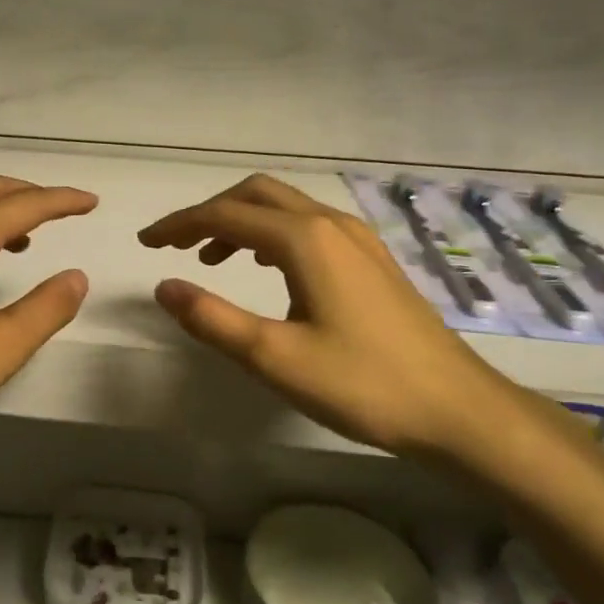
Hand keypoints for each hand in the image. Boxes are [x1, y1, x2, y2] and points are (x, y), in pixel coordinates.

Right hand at [139, 174, 531, 461]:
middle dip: (209, 212)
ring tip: (211, 258)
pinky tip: (267, 268)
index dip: (179, 225)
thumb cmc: (363, 384)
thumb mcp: (274, 358)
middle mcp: (331, 224)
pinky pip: (309, 225)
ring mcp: (358, 239)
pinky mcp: (372, 259)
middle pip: (256, 194)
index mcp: (304, 239)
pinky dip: (272, 234)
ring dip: (241, 221)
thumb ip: (212, 319)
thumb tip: (162, 286)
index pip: (225, 214)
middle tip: (175, 244)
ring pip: (285, 208)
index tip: (145, 243)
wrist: (457, 409)